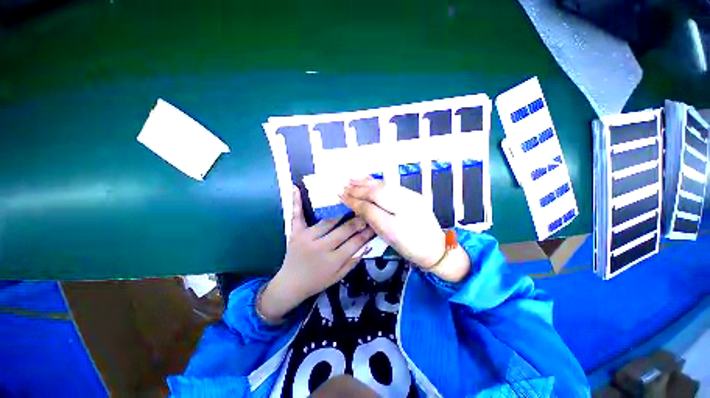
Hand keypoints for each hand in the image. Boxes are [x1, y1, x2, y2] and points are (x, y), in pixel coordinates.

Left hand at [258, 186, 374, 323]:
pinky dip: (297, 202)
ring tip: (350, 202)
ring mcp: (306, 238)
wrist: (290, 285)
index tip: (374, 224)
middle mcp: (320, 247)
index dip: (367, 232)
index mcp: (332, 261)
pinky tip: (297, 187)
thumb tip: (366, 245)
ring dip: (341, 211)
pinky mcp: (295, 233)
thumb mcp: (338, 277)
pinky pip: (297, 216)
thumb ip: (352, 261)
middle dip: (358, 221)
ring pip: (328, 220)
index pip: (355, 243)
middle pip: (344, 229)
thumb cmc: (317, 281)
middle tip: (366, 212)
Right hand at [341, 177, 469, 281]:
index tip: (341, 196)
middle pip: (377, 191)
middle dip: (359, 188)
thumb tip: (357, 205)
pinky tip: (370, 180)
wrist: (436, 248)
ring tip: (353, 179)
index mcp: (399, 218)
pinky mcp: (413, 195)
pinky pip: (392, 186)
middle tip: (344, 186)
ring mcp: (411, 196)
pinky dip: (378, 182)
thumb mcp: (389, 235)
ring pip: (385, 186)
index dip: (355, 199)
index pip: (371, 204)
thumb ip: (372, 218)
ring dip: (367, 182)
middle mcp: (406, 202)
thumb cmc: (410, 246)